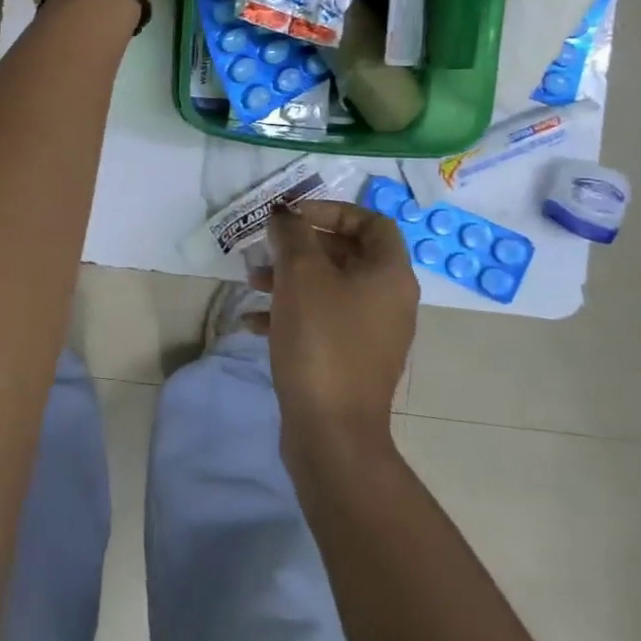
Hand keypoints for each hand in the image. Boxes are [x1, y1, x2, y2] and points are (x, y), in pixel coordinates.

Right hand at [265, 200, 420, 453]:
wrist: (331, 431)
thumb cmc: (321, 340)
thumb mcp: (301, 274)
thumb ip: (292, 234)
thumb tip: (285, 215)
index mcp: (389, 274)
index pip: (371, 221)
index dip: (331, 210)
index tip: (292, 216)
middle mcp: (387, 299)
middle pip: (346, 253)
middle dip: (301, 245)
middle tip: (265, 247)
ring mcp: (370, 333)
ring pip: (328, 287)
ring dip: (289, 277)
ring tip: (251, 283)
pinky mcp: (349, 359)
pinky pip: (320, 321)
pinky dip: (289, 313)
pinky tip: (253, 323)